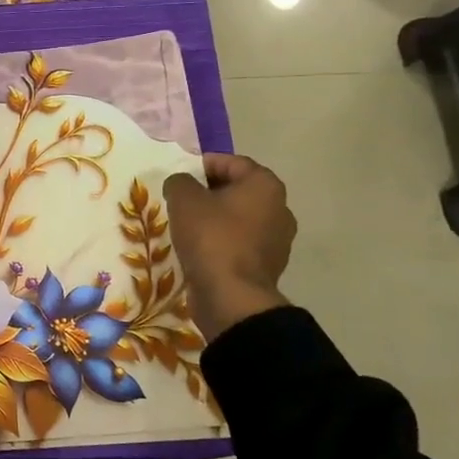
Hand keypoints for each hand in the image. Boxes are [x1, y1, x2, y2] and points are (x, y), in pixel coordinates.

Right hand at [163, 154, 295, 343]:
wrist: (231, 296)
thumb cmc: (211, 237)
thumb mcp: (184, 199)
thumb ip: (180, 182)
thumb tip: (182, 184)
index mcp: (265, 185)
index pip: (232, 162)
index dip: (202, 164)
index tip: (178, 176)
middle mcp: (279, 208)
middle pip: (237, 190)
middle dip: (208, 192)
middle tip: (179, 200)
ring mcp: (277, 239)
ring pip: (238, 218)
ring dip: (214, 218)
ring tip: (185, 225)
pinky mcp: (267, 265)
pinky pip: (240, 243)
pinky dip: (221, 241)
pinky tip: (197, 248)